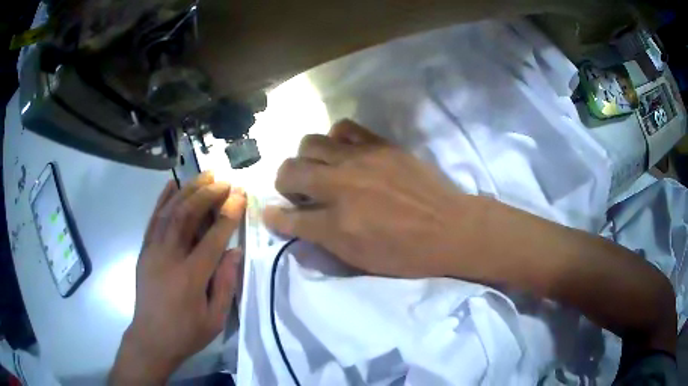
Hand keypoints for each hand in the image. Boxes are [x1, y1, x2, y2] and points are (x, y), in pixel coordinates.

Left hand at [109, 172, 246, 383]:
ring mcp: (153, 251)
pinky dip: (162, 199)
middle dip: (207, 194)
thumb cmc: (186, 332)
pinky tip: (172, 184)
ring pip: (170, 212)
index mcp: (191, 277)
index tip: (239, 195)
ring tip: (204, 175)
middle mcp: (169, 257)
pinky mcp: (144, 250)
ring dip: (188, 190)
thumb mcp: (215, 318)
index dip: (228, 214)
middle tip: (223, 181)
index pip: (212, 238)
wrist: (151, 339)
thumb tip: (235, 251)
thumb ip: (226, 284)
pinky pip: (153, 219)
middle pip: (187, 216)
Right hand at [263, 120, 473, 277]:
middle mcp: (340, 187)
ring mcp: (360, 160)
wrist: (450, 228)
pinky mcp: (380, 144)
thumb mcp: (361, 262)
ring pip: (310, 143)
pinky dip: (336, 138)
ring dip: (306, 158)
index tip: (270, 213)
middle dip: (283, 182)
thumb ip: (324, 244)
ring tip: (319, 168)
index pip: (288, 217)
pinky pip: (344, 127)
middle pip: (289, 171)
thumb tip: (297, 227)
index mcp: (336, 225)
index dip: (274, 217)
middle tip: (296, 190)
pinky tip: (344, 151)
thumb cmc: (407, 254)